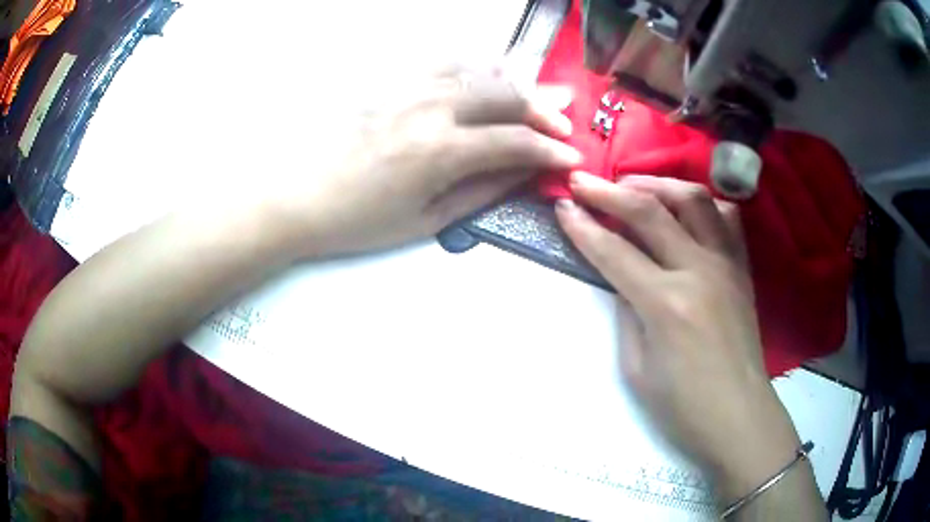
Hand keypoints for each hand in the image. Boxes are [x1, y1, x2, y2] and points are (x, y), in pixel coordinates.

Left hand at [278, 65, 580, 256]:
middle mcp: (433, 107)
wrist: (300, 196)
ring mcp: (411, 86)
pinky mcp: (394, 80)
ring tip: (532, 100)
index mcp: (443, 150)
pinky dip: (478, 68)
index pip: (517, 141)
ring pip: (482, 69)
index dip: (553, 150)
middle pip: (508, 95)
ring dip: (516, 84)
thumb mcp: (426, 220)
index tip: (573, 157)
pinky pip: (448, 61)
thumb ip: (482, 190)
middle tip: (563, 125)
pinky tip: (487, 79)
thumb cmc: (361, 220)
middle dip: (546, 111)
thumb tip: (524, 171)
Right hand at [557, 173, 802, 500]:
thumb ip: (628, 312)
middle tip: (583, 180)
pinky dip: (701, 203)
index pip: (615, 252)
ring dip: (657, 184)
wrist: (738, 416)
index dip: (583, 226)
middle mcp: (699, 271)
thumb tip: (623, 277)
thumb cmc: (683, 406)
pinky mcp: (742, 268)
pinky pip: (726, 218)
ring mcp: (726, 264)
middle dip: (609, 192)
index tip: (561, 204)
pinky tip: (685, 208)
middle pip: (650, 212)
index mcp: (667, 304)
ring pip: (693, 200)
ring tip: (632, 186)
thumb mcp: (636, 368)